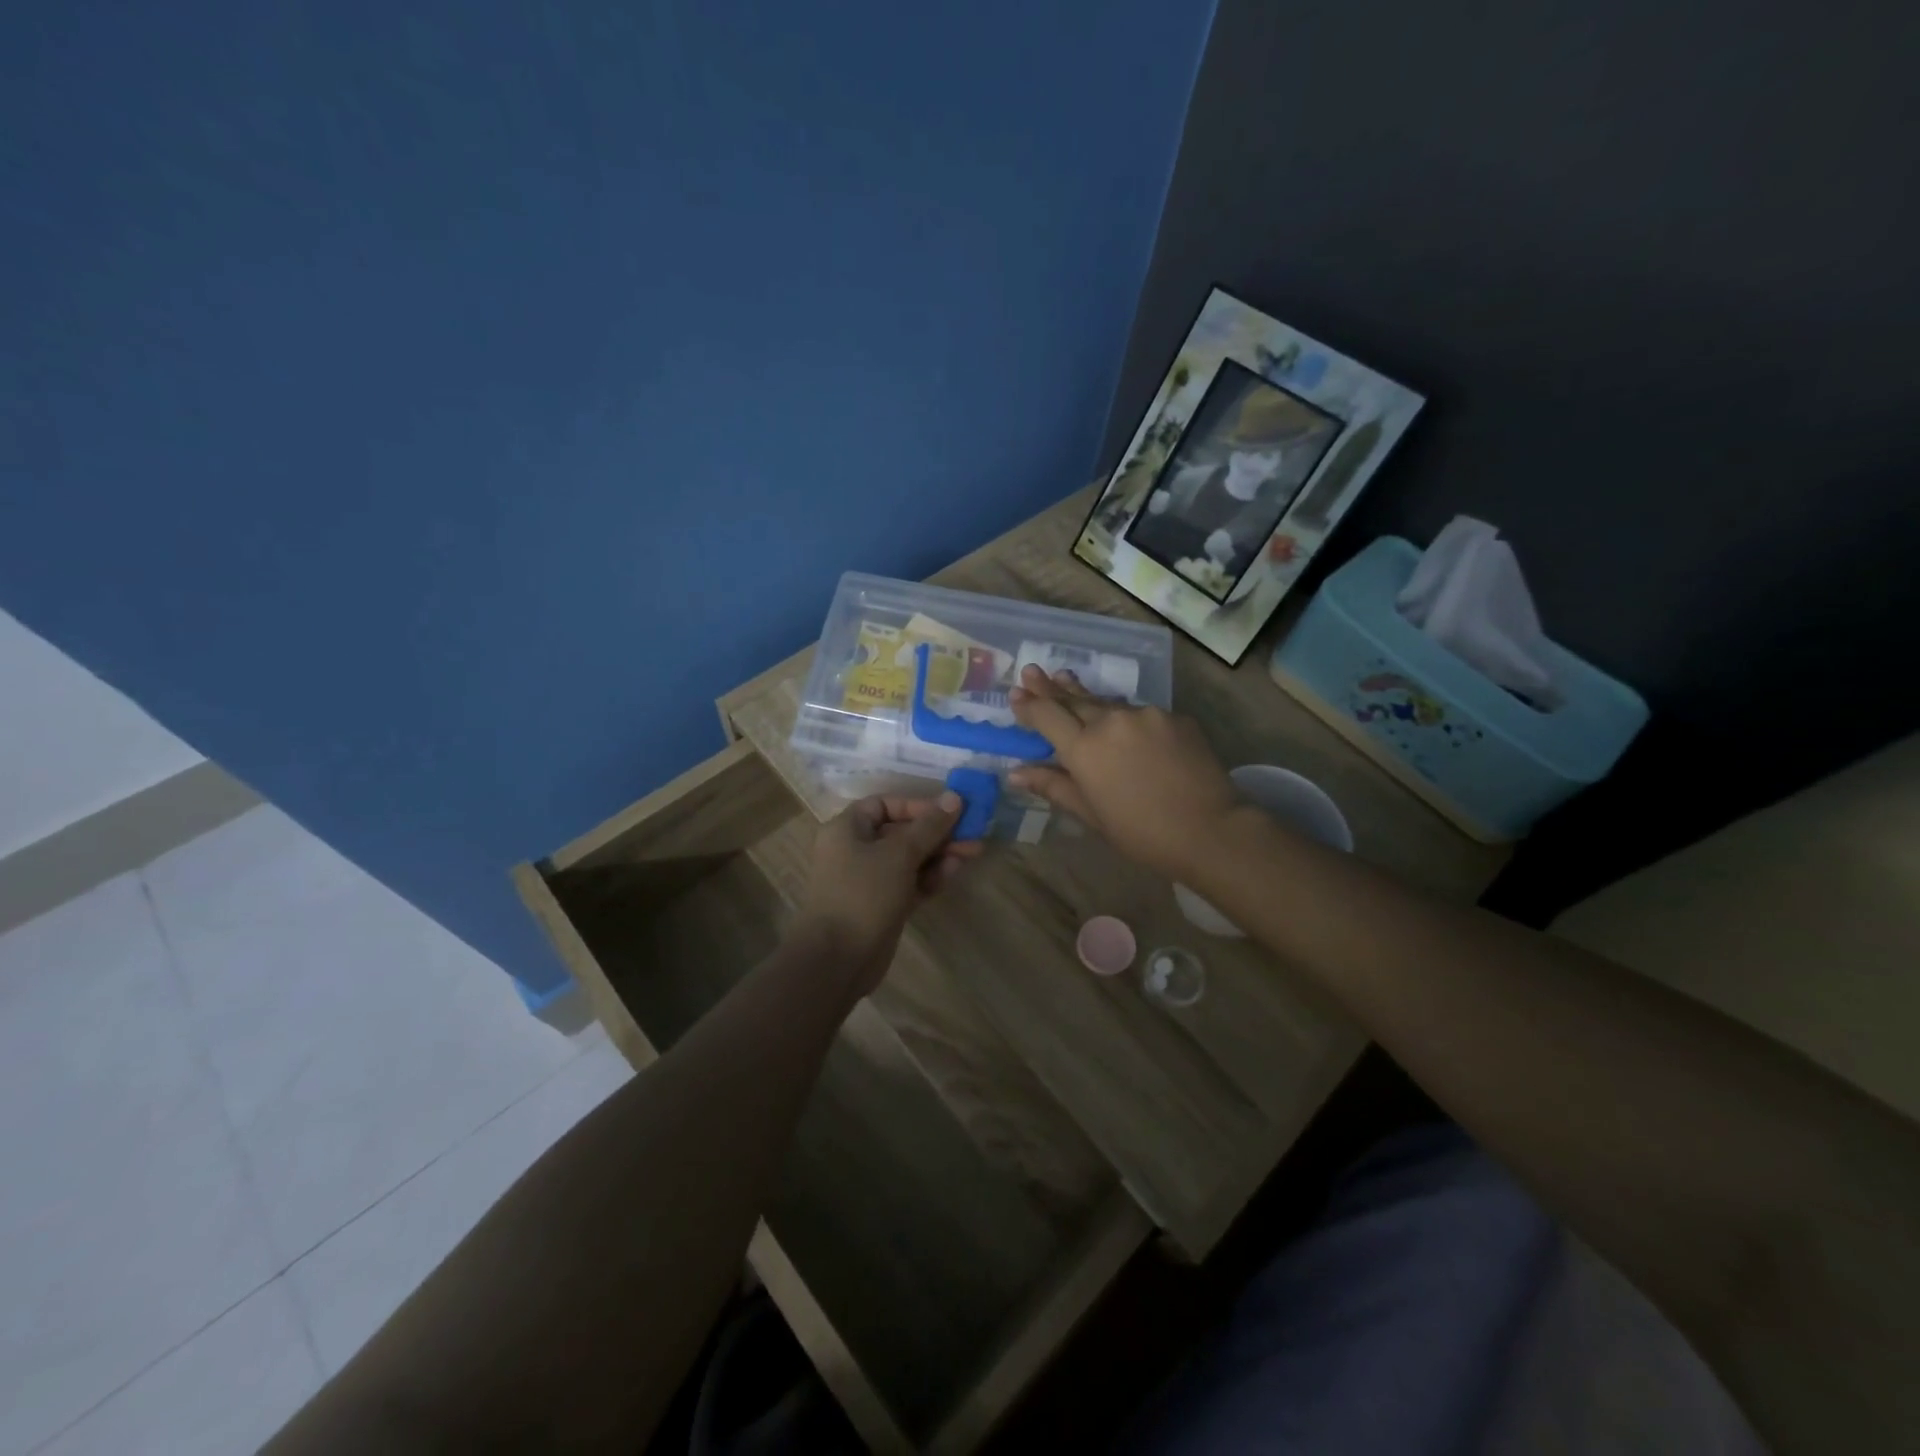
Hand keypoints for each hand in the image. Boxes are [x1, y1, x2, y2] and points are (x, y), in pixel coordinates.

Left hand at [794, 793, 978, 996]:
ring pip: (909, 859)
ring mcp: (869, 880)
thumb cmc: (863, 894)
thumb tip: (954, 797)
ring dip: (939, 854)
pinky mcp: (882, 905)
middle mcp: (855, 850)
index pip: (884, 805)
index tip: (948, 811)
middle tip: (973, 832)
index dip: (917, 805)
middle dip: (937, 832)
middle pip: (901, 832)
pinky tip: (955, 871)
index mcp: (847, 829)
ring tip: (973, 852)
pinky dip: (931, 876)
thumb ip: (929, 826)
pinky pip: (910, 882)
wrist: (837, 960)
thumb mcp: (899, 854)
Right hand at [1008, 666, 1238, 880]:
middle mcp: (1111, 721)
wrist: (1210, 829)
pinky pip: (1141, 714)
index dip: (1029, 704)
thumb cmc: (1141, 832)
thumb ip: (1054, 786)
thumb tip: (1016, 773)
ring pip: (1109, 704)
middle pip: (1074, 699)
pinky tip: (1124, 724)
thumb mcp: (1091, 814)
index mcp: (1084, 749)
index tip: (1015, 692)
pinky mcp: (1174, 716)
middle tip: (1033, 671)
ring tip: (1067, 681)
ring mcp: (1145, 714)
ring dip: (1087, 697)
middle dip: (1051, 686)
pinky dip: (1126, 717)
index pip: (1047, 716)